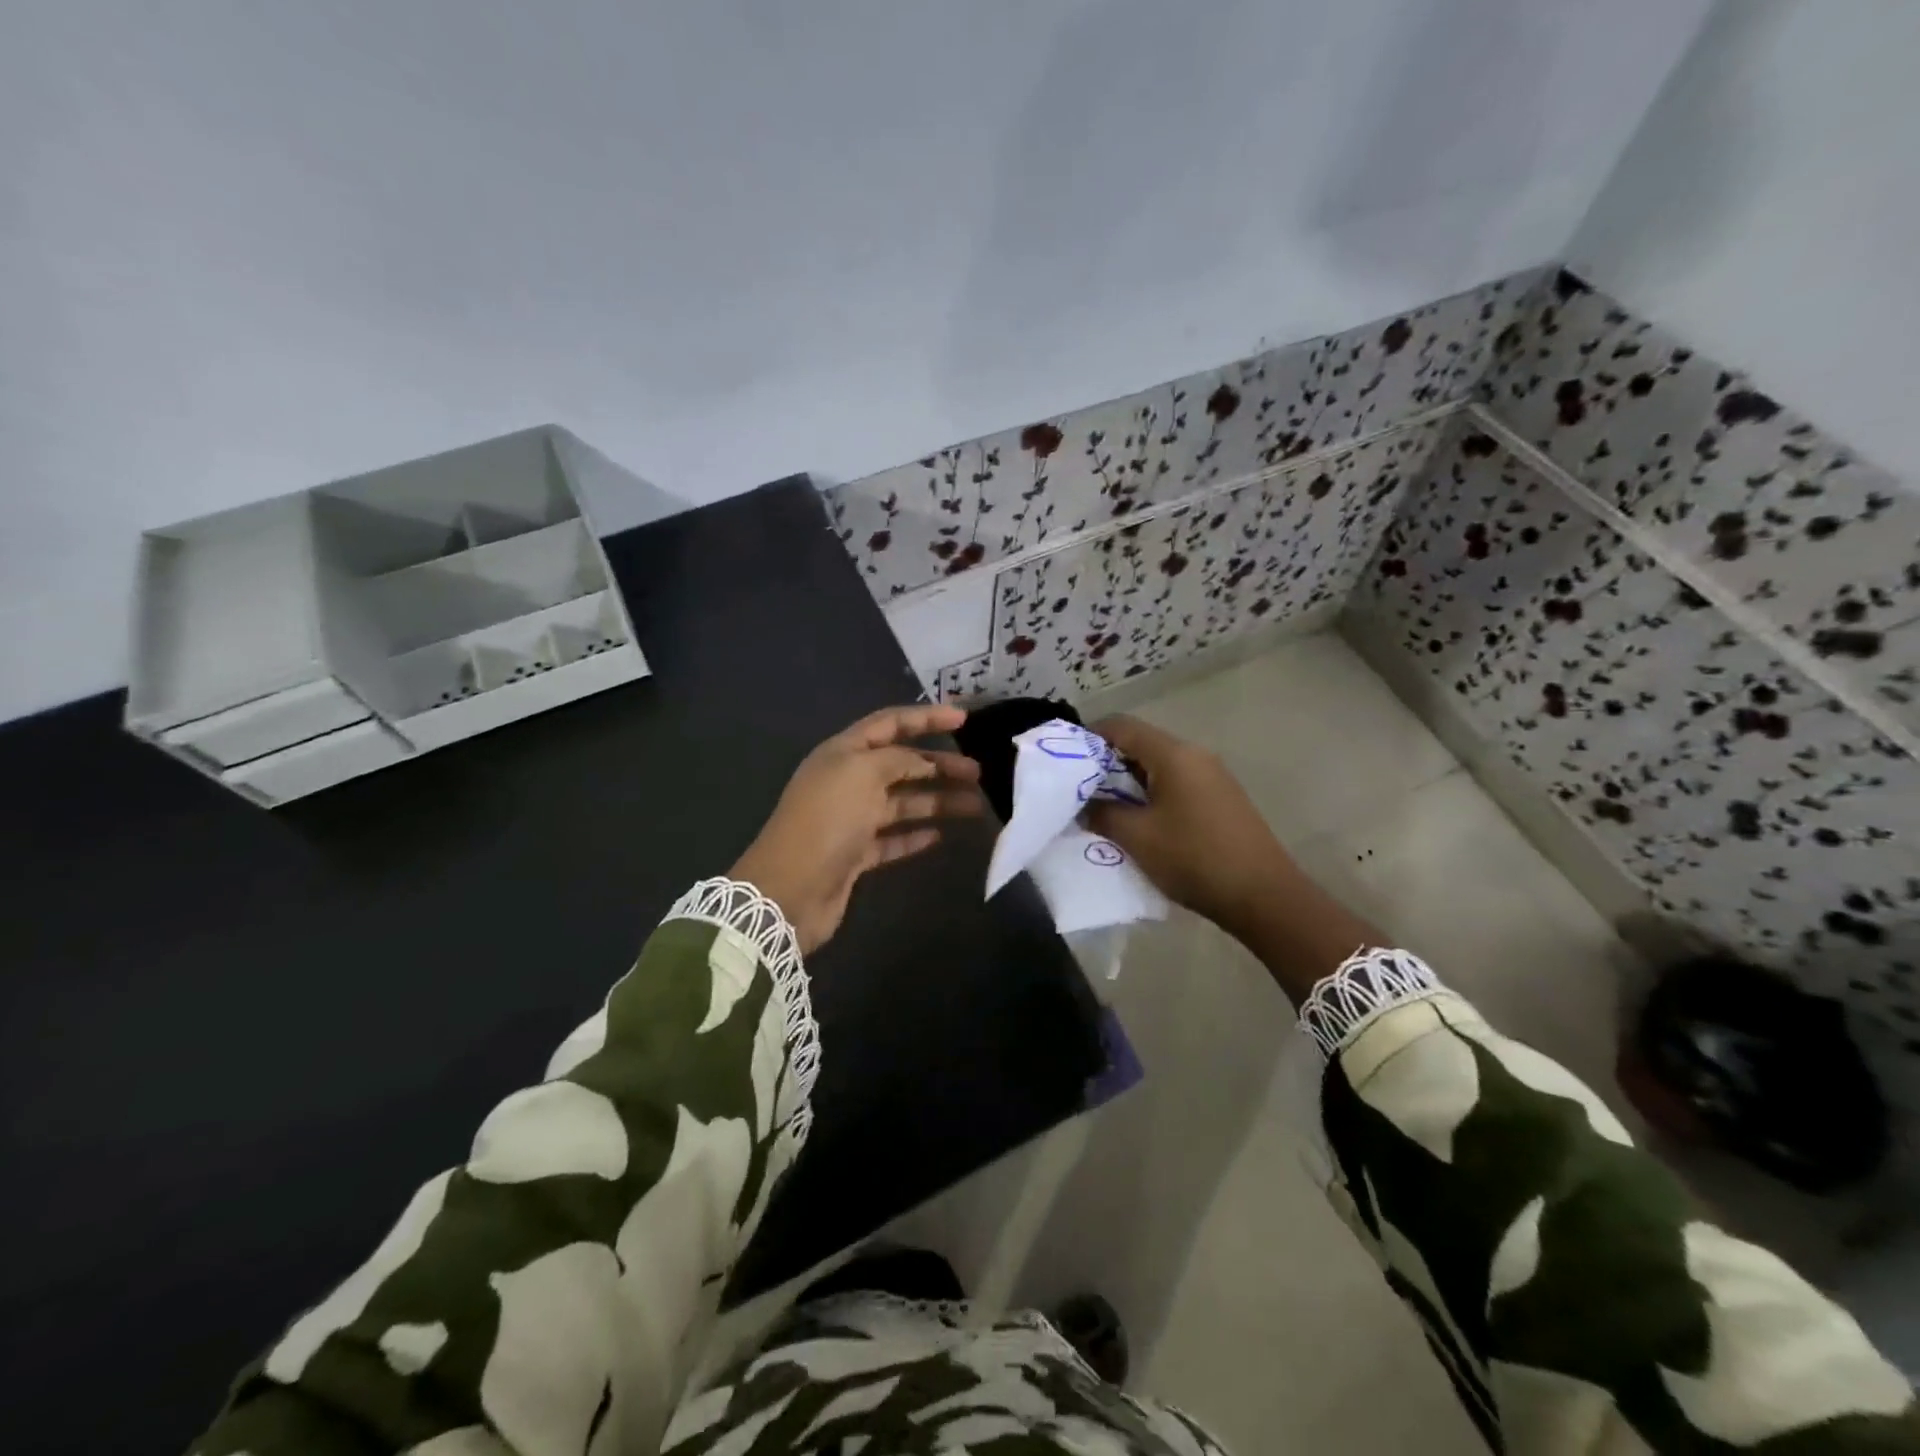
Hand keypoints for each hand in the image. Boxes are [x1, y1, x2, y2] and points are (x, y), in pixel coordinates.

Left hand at [732, 705, 985, 953]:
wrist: (790, 889)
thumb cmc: (827, 820)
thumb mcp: (863, 773)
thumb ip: (897, 759)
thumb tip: (921, 762)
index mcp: (843, 753)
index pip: (889, 723)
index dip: (926, 718)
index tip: (964, 718)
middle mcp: (847, 781)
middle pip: (901, 764)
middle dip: (938, 764)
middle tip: (977, 772)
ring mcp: (850, 819)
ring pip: (902, 802)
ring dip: (937, 801)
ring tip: (975, 806)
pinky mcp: (855, 854)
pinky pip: (892, 838)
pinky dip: (915, 835)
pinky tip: (941, 836)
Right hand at [1084, 714, 1290, 939]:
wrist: (1264, 895)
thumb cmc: (1194, 858)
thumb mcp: (1137, 837)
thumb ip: (1102, 813)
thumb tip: (1083, 804)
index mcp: (1173, 754)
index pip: (1121, 726)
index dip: (1089, 737)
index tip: (1065, 762)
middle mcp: (1195, 755)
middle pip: (1141, 744)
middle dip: (1106, 764)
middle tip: (1080, 792)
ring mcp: (1212, 776)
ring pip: (1158, 766)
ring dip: (1128, 783)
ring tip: (1105, 811)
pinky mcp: (1221, 798)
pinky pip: (1176, 784)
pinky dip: (1151, 795)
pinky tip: (1141, 824)